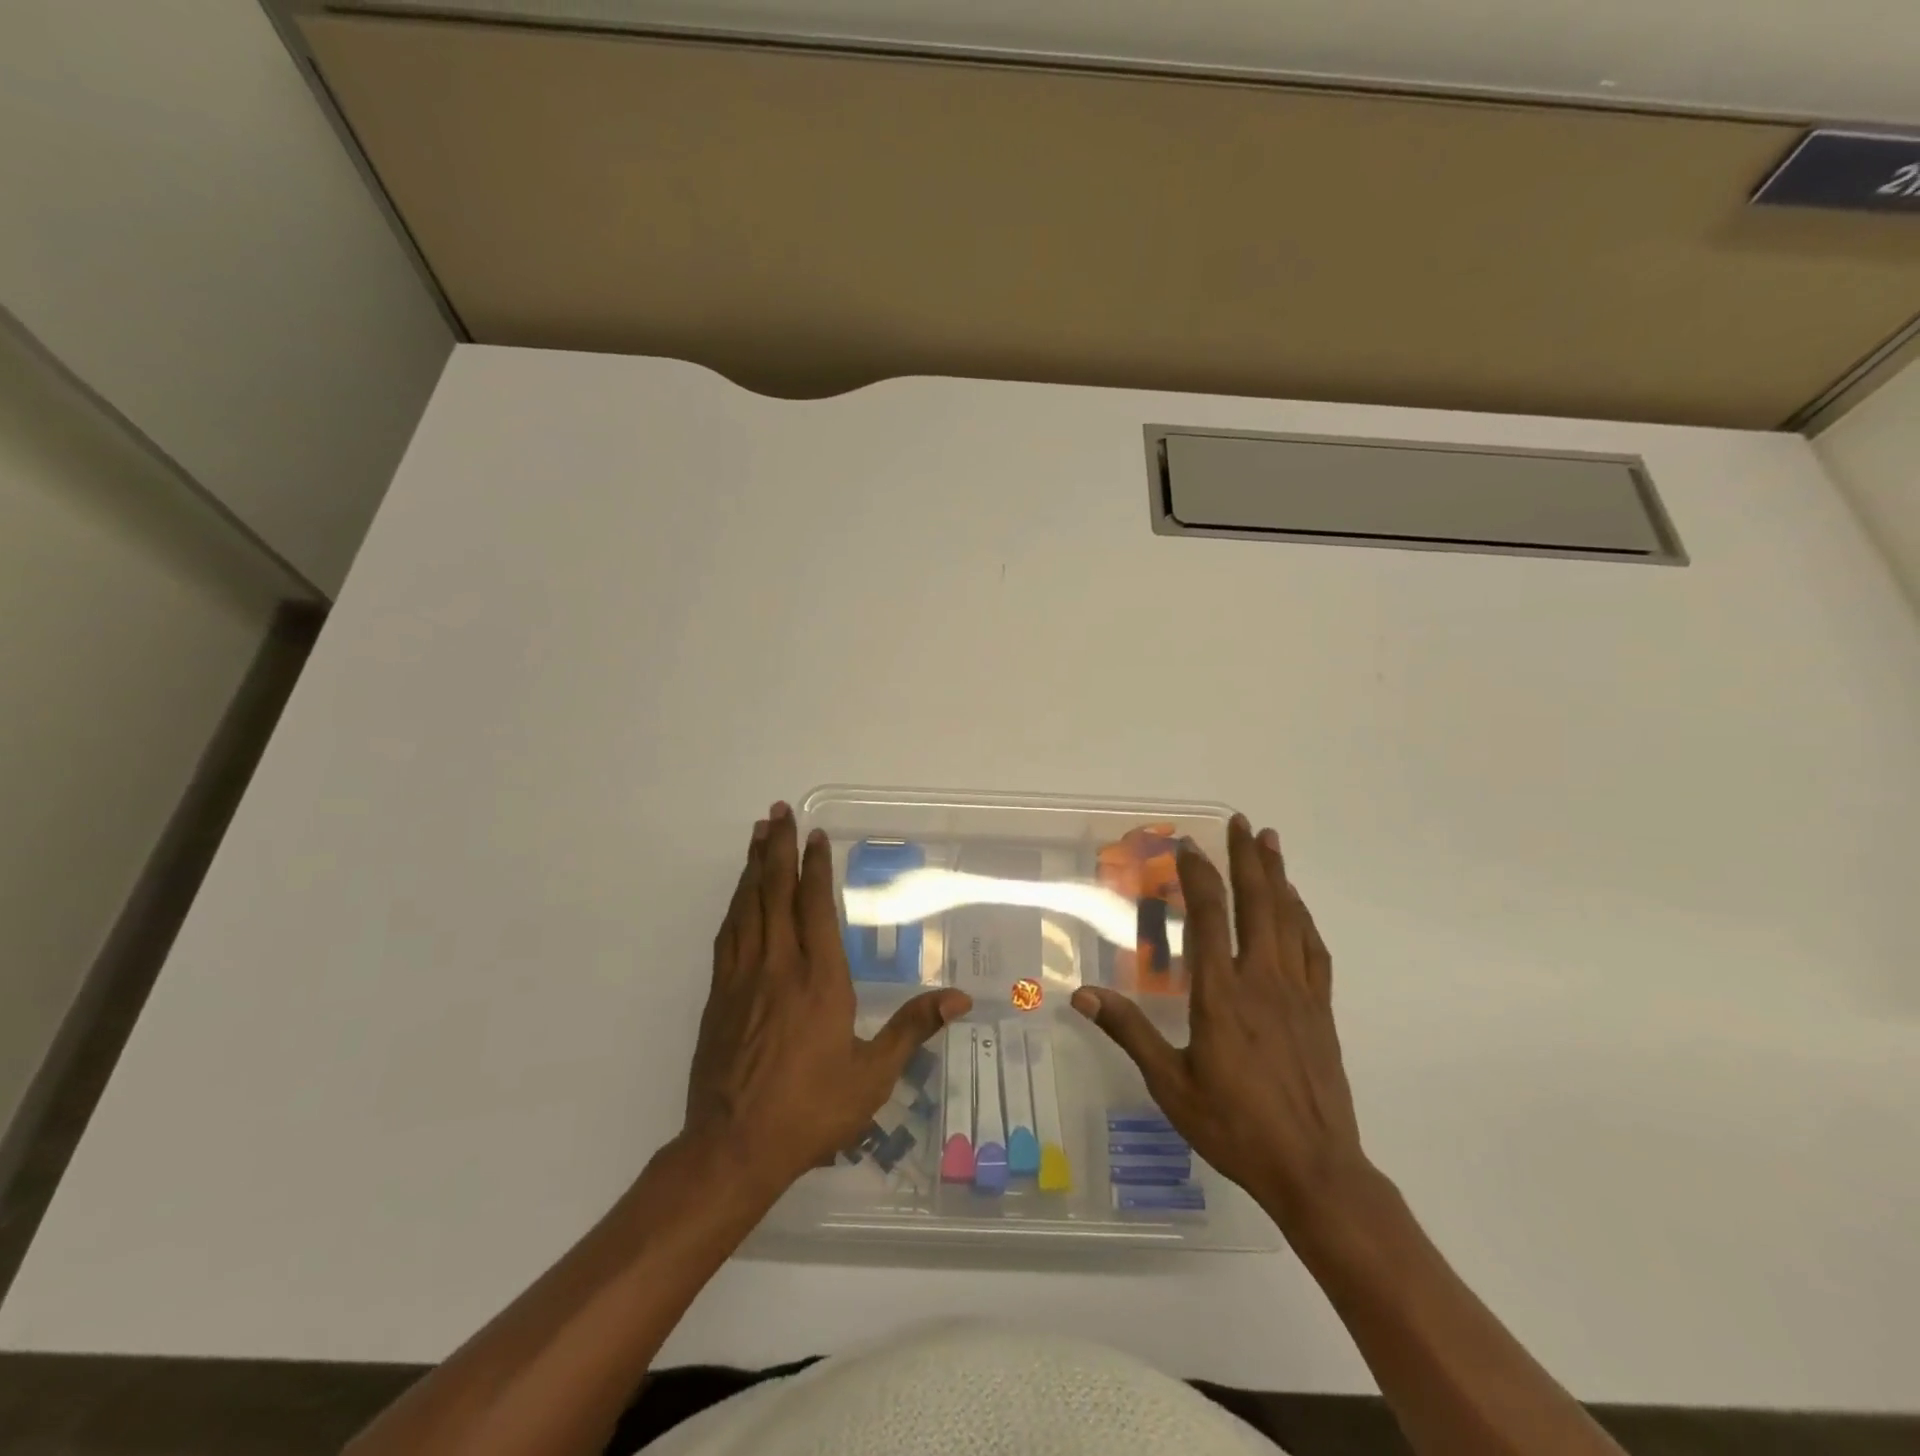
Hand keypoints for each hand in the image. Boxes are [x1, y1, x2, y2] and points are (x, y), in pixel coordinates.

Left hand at [685, 803, 970, 1192]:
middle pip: (775, 893)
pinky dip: (734, 905)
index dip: (816, 867)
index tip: (815, 836)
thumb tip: (960, 998)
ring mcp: (742, 979)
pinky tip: (738, 895)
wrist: (733, 1148)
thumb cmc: (811, 1110)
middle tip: (776, 811)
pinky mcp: (718, 996)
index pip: (816, 907)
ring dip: (752, 867)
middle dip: (777, 849)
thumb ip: (913, 1029)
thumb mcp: (873, 1076)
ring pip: (747, 907)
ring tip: (756, 835)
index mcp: (820, 980)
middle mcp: (779, 967)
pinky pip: (727, 935)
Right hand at [1072, 815, 1372, 1238]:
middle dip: (1247, 858)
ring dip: (1278, 876)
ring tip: (1270, 841)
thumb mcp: (1170, 1084)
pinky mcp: (1320, 1011)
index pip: (1210, 916)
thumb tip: (1082, 995)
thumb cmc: (1234, 1127)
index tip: (1188, 845)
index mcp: (1221, 994)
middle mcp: (1262, 980)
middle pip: (1256, 904)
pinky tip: (1297, 906)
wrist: (1315, 1170)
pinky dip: (1303, 919)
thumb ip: (1129, 1032)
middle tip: (1242, 821)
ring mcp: (1297, 993)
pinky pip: (1313, 951)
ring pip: (1288, 919)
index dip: (1199, 875)